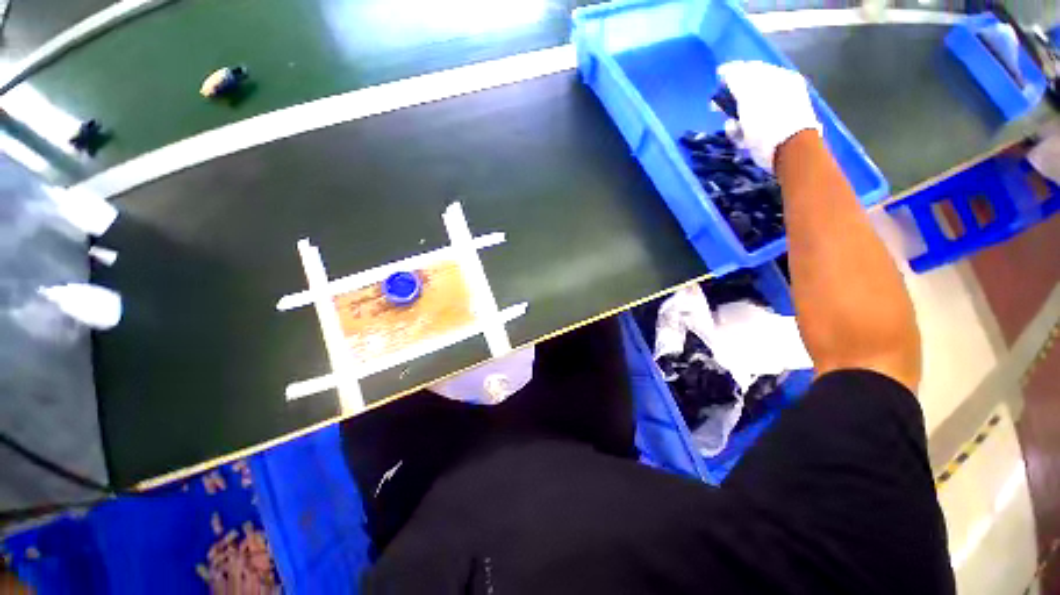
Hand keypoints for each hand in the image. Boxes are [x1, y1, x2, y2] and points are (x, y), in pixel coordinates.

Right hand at [717, 60, 821, 171]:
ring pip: (748, 112)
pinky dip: (744, 133)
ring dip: (735, 120)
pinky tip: (741, 140)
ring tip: (732, 129)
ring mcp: (779, 111)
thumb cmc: (768, 121)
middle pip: (748, 92)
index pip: (750, 68)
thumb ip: (737, 78)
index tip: (715, 84)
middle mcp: (781, 91)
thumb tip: (725, 70)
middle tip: (716, 109)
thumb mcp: (749, 95)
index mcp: (778, 77)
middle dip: (731, 101)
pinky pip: (753, 128)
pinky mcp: (775, 132)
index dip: (731, 75)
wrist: (789, 152)